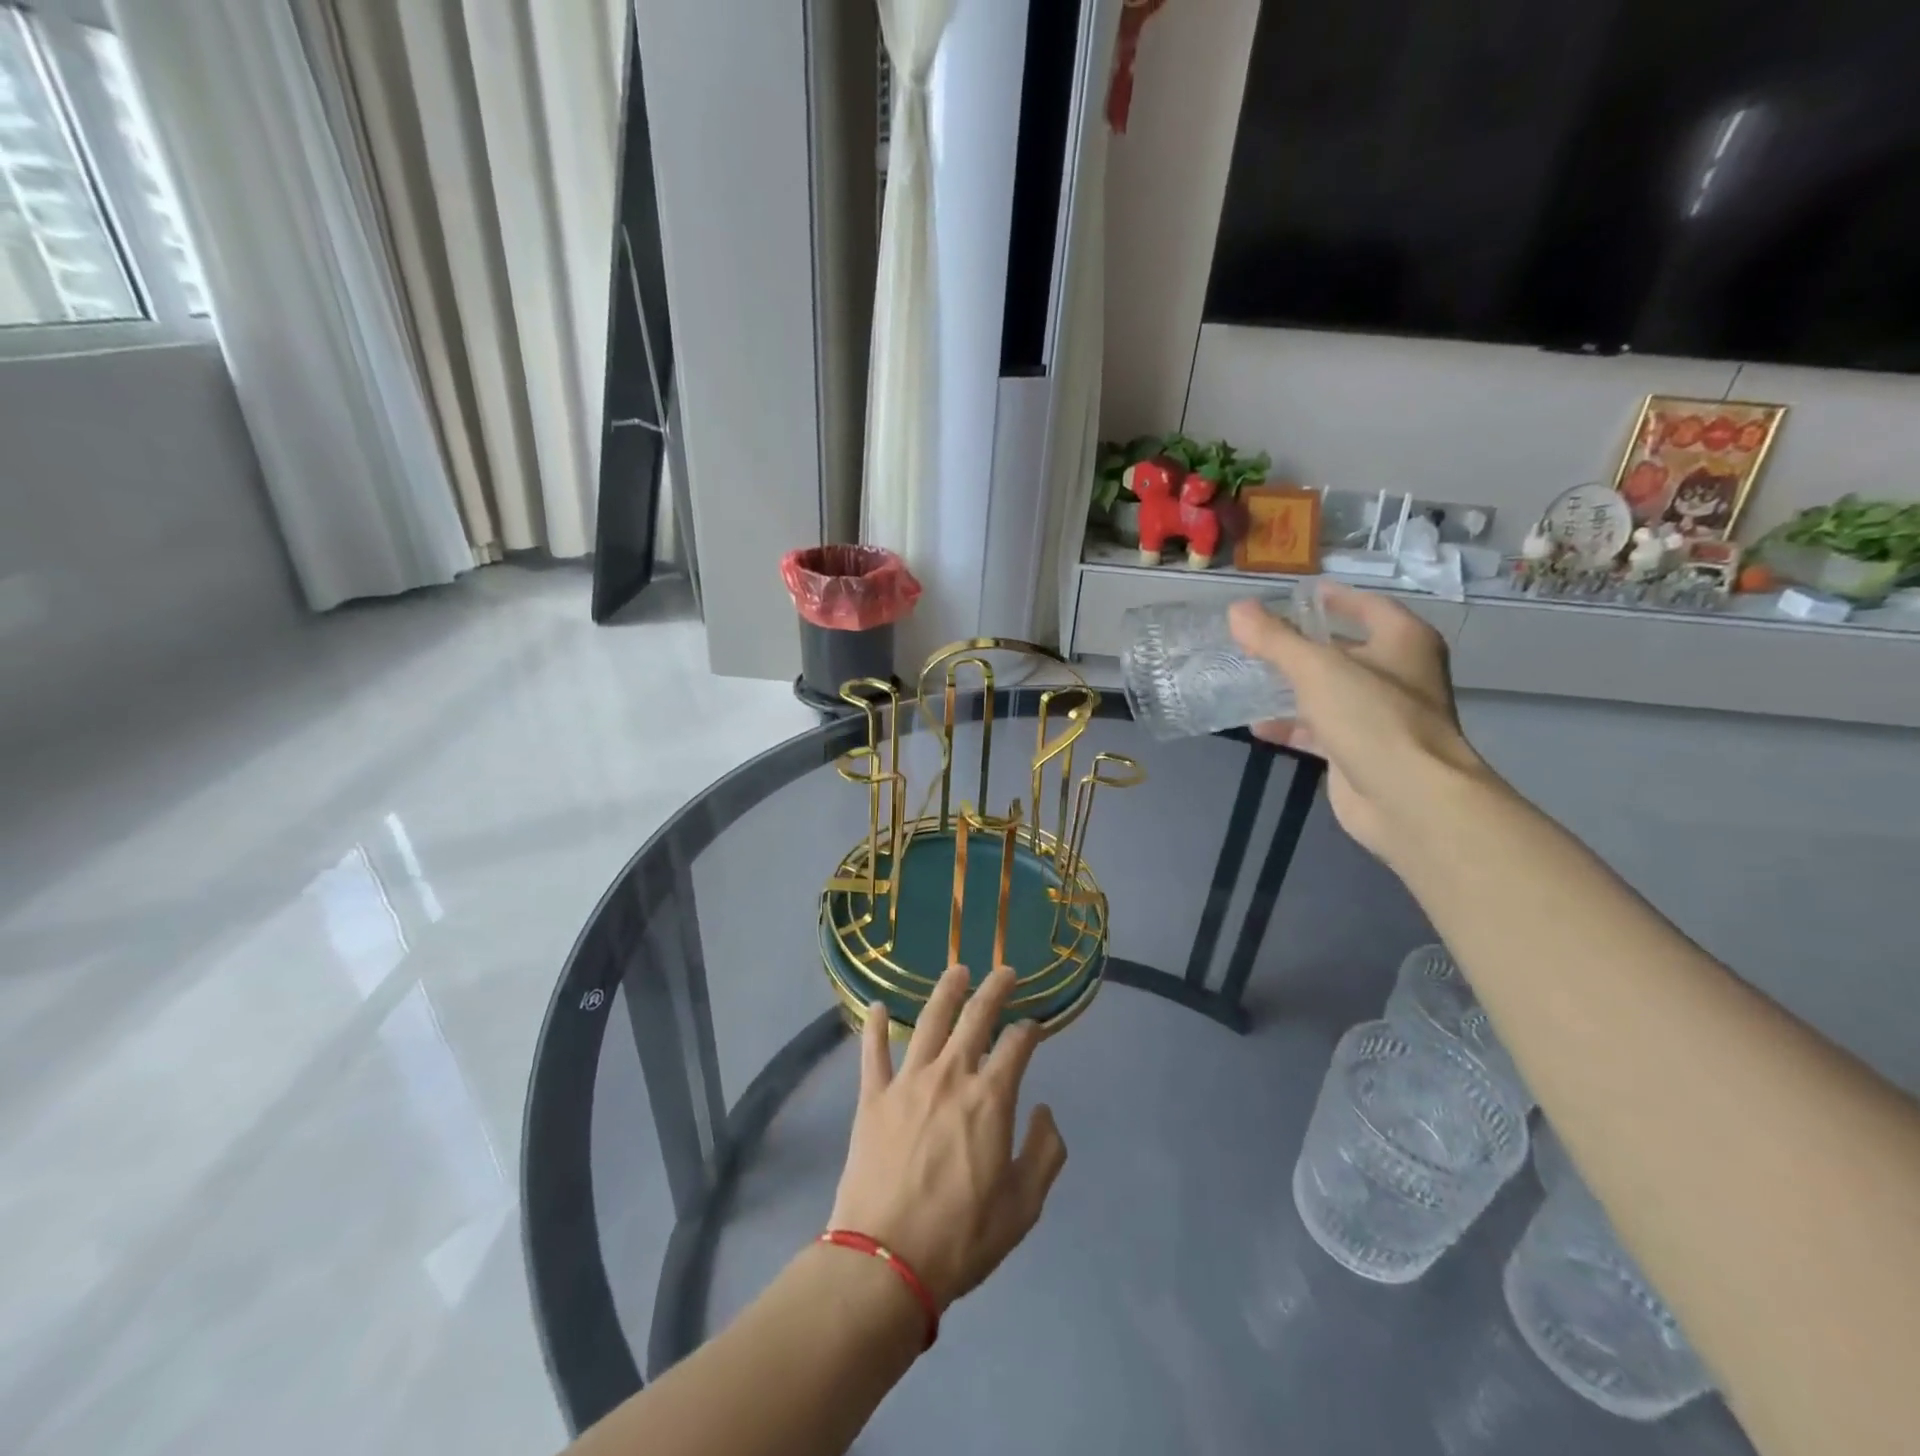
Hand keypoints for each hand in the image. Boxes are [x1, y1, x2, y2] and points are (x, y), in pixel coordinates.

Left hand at [827, 965, 1066, 1310]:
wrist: (886, 1261)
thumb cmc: (962, 1237)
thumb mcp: (1023, 1206)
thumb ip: (1045, 1152)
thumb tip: (1045, 1111)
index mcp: (990, 1098)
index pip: (1017, 1046)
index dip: (1029, 1030)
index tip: (1034, 1026)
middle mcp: (951, 1075)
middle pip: (975, 1018)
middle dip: (994, 990)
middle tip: (1005, 972)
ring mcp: (908, 1082)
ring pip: (929, 1021)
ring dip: (946, 992)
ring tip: (957, 970)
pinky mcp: (873, 1096)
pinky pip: (873, 1052)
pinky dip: (874, 1027)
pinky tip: (875, 1006)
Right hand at [1228, 582, 1482, 861]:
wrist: (1408, 798)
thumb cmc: (1372, 717)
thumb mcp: (1316, 668)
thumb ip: (1274, 639)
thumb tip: (1237, 609)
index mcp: (1403, 641)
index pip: (1367, 606)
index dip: (1333, 598)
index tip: (1298, 594)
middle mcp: (1398, 674)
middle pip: (1344, 650)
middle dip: (1303, 645)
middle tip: (1259, 637)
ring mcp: (1380, 716)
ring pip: (1329, 692)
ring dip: (1292, 687)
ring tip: (1249, 677)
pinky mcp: (1360, 752)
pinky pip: (1320, 729)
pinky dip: (1291, 726)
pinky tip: (1258, 726)